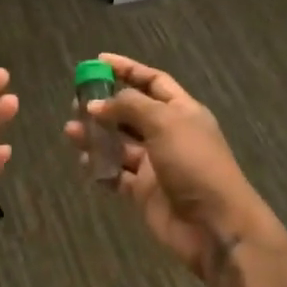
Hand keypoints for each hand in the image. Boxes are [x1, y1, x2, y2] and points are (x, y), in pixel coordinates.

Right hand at [64, 53, 274, 280]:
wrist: (215, 225)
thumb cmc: (194, 163)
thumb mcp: (164, 123)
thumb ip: (129, 106)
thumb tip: (97, 104)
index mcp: (181, 111)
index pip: (152, 81)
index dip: (127, 69)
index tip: (98, 61)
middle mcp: (167, 134)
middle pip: (131, 112)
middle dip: (105, 104)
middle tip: (77, 102)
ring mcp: (155, 164)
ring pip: (119, 143)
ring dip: (96, 135)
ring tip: (71, 131)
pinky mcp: (143, 192)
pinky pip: (116, 174)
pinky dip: (99, 168)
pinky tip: (83, 162)